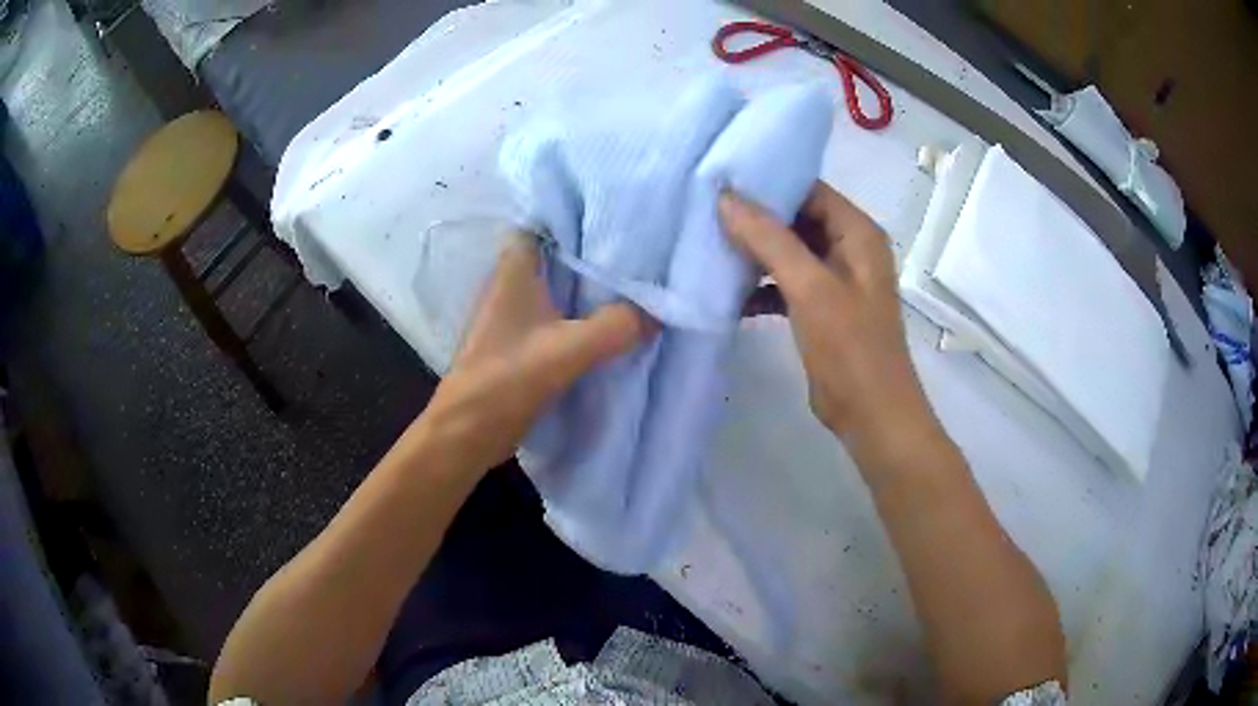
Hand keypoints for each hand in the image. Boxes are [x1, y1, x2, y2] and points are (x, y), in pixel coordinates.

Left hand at [418, 234, 656, 473]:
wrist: (466, 434)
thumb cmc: (506, 381)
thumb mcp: (567, 351)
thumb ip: (616, 327)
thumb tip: (657, 313)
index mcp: (513, 270)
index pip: (543, 223)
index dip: (576, 216)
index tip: (615, 217)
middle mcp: (509, 285)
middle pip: (555, 255)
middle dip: (592, 253)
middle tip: (638, 252)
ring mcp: (511, 316)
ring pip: (556, 288)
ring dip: (587, 288)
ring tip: (632, 284)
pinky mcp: (516, 343)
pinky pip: (554, 317)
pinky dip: (578, 317)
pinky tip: (609, 325)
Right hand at [719, 183, 939, 458]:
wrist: (871, 414)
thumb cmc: (850, 347)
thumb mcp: (810, 287)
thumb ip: (769, 239)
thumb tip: (725, 197)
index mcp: (857, 233)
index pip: (809, 190)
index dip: (769, 184)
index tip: (721, 182)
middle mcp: (849, 248)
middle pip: (797, 218)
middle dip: (755, 219)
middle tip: (705, 213)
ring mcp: (835, 280)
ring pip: (789, 251)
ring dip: (754, 254)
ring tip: (709, 247)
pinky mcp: (822, 308)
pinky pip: (786, 283)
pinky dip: (761, 287)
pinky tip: (729, 294)